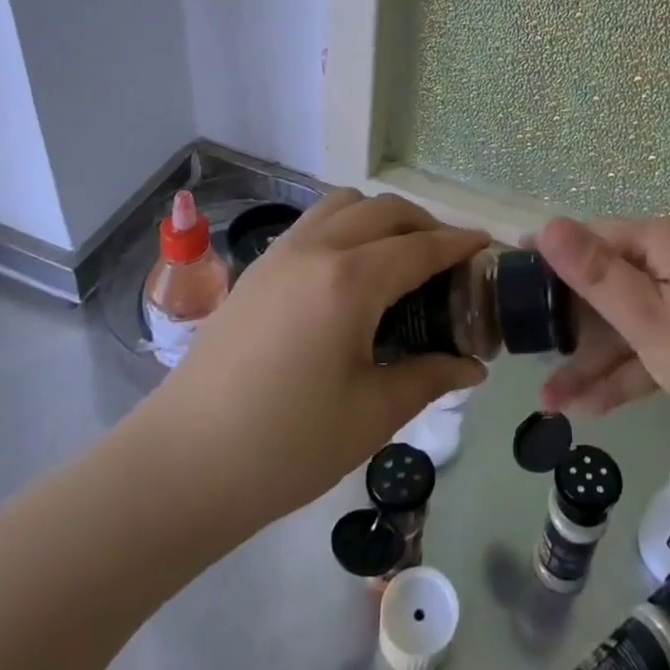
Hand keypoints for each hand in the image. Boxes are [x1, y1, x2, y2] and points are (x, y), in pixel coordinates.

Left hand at [132, 189, 487, 523]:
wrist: (180, 465)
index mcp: (351, 280)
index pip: (422, 246)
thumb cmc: (285, 446)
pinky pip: (316, 222)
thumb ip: (429, 376)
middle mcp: (318, 248)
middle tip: (449, 262)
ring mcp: (281, 252)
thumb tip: (473, 366)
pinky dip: (347, 226)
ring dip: (383, 218)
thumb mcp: (371, 415)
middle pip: (387, 210)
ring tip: (399, 259)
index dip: (460, 243)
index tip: (488, 246)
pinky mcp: (257, 267)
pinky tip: (351, 272)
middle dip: (426, 225)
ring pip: (346, 204)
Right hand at [537, 215, 669, 451]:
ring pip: (635, 320)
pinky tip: (597, 406)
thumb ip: (597, 276)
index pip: (591, 238)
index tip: (507, 283)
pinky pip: (664, 341)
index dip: (548, 260)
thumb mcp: (654, 322)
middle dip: (569, 324)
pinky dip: (635, 369)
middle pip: (611, 282)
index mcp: (664, 241)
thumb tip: (547, 223)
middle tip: (526, 356)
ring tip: (550, 402)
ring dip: (596, 359)